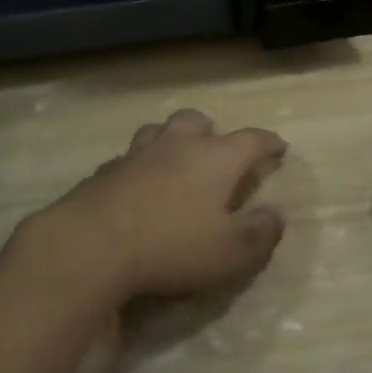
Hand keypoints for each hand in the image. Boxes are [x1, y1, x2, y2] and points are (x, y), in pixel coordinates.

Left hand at [15, 108, 288, 305]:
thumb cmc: (172, 246)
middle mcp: (177, 145)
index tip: (279, 147)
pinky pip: (129, 157)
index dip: (268, 142)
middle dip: (212, 130)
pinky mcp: (105, 171)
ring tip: (176, 158)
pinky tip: (137, 184)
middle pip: (197, 121)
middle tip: (218, 149)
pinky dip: (140, 165)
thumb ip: (261, 233)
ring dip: (172, 139)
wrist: (92, 245)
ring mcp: (137, 154)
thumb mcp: (232, 252)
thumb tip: (276, 215)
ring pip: (158, 130)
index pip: (251, 140)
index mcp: (215, 158)